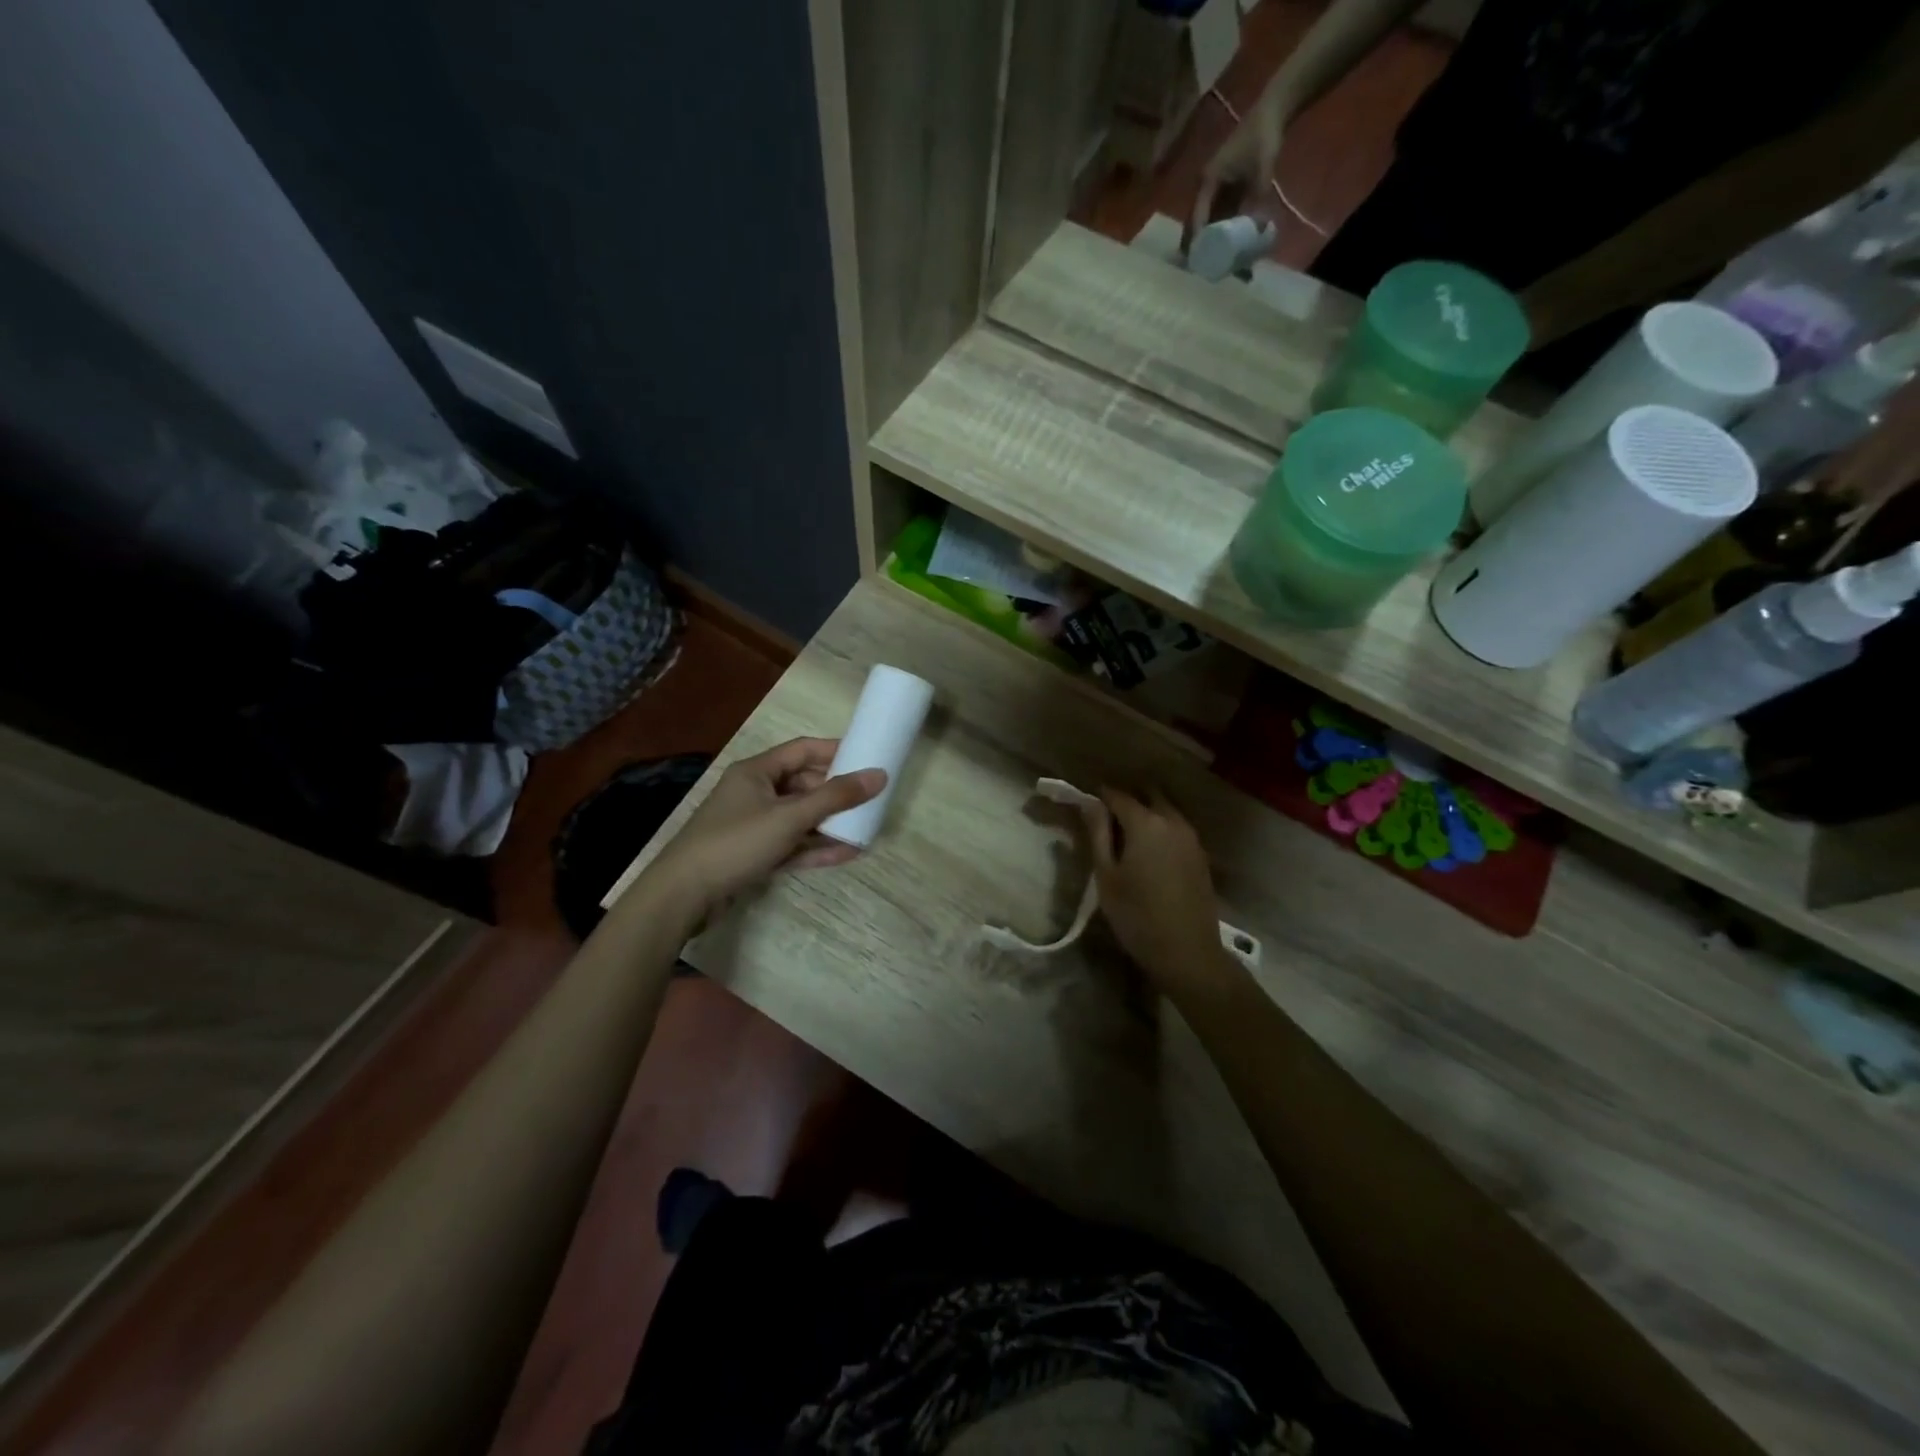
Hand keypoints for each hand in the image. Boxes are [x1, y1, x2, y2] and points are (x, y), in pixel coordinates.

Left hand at [650, 738, 884, 920]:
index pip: (803, 750)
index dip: (836, 752)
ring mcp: (754, 825)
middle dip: (837, 794)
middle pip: (804, 785)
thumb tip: (879, 775)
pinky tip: (846, 854)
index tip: (868, 759)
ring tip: (865, 830)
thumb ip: (835, 797)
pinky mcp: (754, 854)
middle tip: (872, 801)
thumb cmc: (736, 842)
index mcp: (757, 772)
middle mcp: (755, 793)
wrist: (684, 895)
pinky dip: (816, 848)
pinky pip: (792, 844)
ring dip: (830, 824)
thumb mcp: (789, 817)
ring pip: (800, 818)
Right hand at [1079, 788, 1234, 998]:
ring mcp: (1191, 837)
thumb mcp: (1106, 876)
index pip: (1117, 795)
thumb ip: (1098, 834)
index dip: (1098, 796)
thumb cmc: (1137, 916)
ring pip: (1166, 810)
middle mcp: (1172, 821)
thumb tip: (1089, 803)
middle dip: (1127, 799)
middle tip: (1106, 817)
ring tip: (1125, 834)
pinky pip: (1177, 828)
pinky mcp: (1200, 855)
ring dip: (1146, 812)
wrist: (1187, 953)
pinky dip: (1161, 828)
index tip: (1083, 802)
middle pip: (1147, 795)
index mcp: (1146, 823)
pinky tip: (1148, 850)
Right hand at [1189, 93, 1282, 248]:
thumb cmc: (1263, 137)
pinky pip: (1218, 216)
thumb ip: (1258, 198)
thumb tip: (1258, 230)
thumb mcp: (1262, 169)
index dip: (1197, 241)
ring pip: (1206, 222)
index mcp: (1208, 182)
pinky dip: (1220, 231)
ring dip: (1209, 241)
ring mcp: (1214, 190)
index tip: (1197, 263)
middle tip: (1201, 271)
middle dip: (1198, 246)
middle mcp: (1206, 188)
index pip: (1197, 217)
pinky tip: (1225, 247)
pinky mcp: (1224, 191)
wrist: (1272, 112)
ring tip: (1211, 263)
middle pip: (1196, 223)